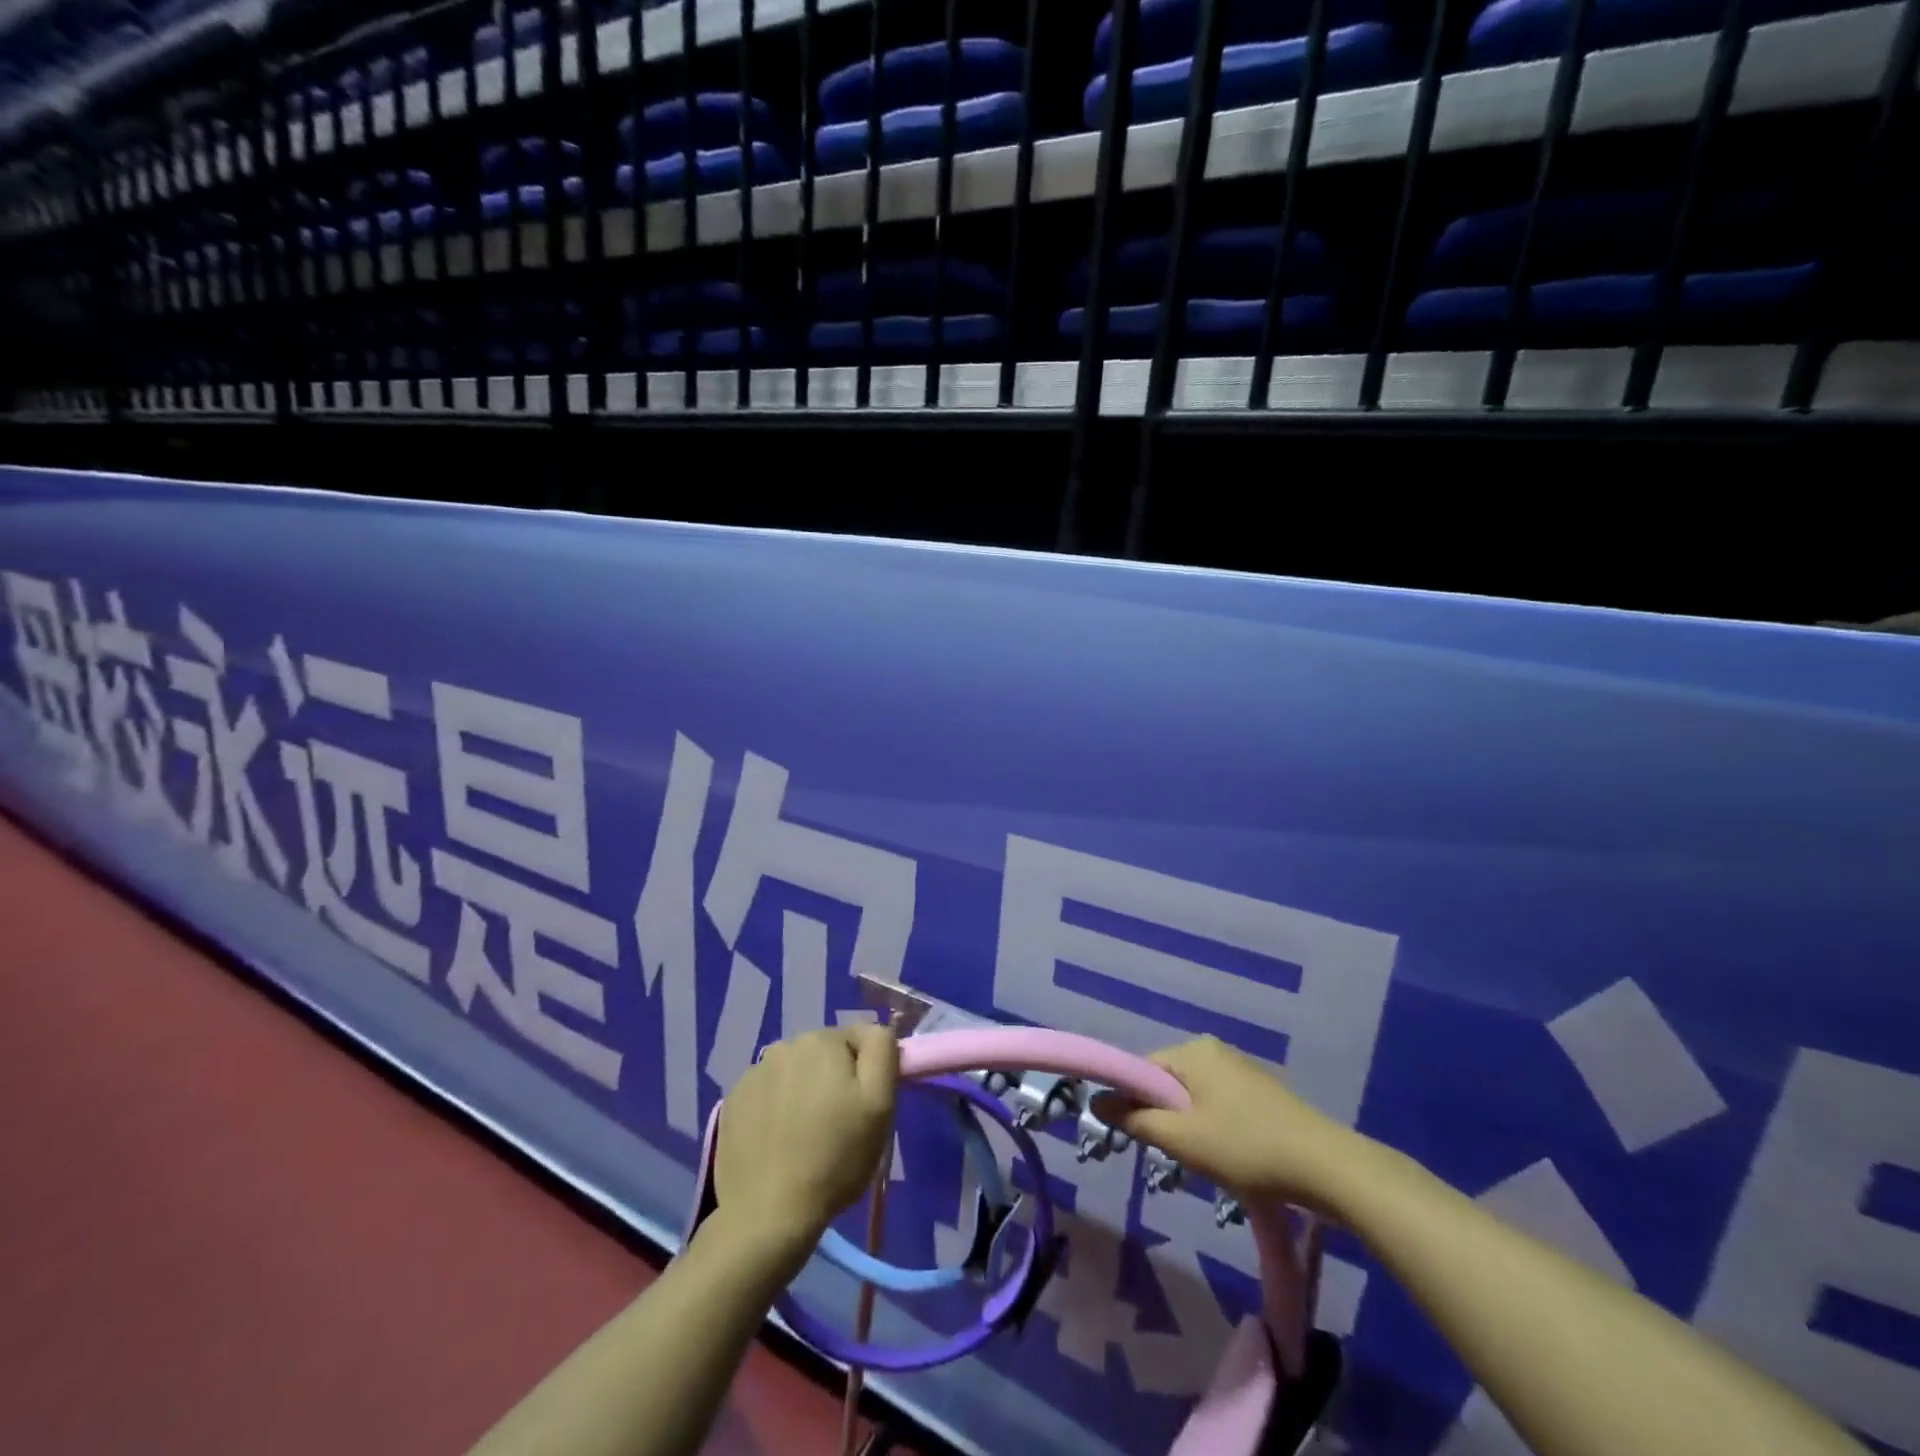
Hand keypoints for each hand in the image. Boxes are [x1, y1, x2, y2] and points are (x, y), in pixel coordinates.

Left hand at [714, 1026, 898, 1253]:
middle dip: (833, 1080)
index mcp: (822, 1039)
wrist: (766, 1214)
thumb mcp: (879, 1105)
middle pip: (824, 1054)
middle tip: (836, 1125)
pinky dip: (776, 1108)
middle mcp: (784, 1045)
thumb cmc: (833, 1159)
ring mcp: (753, 1073)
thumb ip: (882, 1052)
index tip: (862, 1109)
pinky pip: (767, 1093)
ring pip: (794, 1073)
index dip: (866, 1074)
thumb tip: (875, 1031)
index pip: (859, 1040)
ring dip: (803, 1092)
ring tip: (804, 1137)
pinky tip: (777, 1142)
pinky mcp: (733, 1101)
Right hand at [1095, 1036, 1366, 1212]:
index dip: (1133, 1102)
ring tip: (1205, 1160)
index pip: (1142, 1069)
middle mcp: (1214, 1050)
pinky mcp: (1261, 1090)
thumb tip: (1096, 1101)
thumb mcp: (1181, 1138)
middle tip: (1176, 1154)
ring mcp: (1240, 1068)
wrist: (1324, 1165)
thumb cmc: (1244, 1148)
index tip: (1139, 1137)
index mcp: (1192, 1051)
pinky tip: (1231, 1156)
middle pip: (1168, 1081)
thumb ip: (1135, 1119)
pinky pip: (1219, 1102)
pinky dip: (1214, 1126)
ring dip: (1190, 1125)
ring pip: (1194, 1095)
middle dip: (1165, 1116)